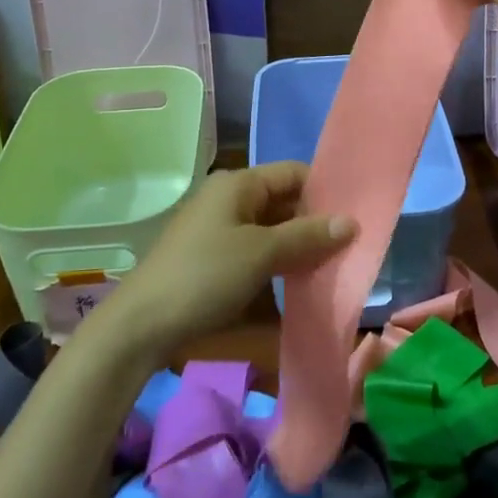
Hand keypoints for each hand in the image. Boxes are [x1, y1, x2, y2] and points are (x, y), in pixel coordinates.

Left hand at [86, 162, 354, 362]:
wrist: (142, 325)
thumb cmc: (205, 276)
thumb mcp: (261, 253)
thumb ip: (307, 235)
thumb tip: (351, 222)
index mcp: (238, 184)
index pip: (293, 173)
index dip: (325, 191)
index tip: (355, 216)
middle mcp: (229, 199)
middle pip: (284, 202)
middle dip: (315, 224)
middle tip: (350, 248)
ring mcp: (219, 229)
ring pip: (271, 230)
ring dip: (298, 248)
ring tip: (332, 268)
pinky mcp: (214, 259)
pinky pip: (256, 252)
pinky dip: (277, 264)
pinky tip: (298, 285)